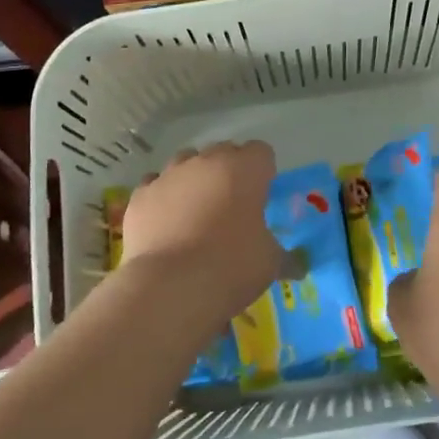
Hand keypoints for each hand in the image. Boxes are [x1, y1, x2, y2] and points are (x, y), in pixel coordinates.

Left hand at [119, 142, 281, 319]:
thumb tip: (298, 266)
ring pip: (185, 163)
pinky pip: (155, 185)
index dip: (262, 172)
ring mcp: (168, 175)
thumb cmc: (232, 266)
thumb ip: (285, 258)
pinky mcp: (140, 196)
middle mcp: (205, 162)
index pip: (261, 152)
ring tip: (196, 212)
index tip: (261, 197)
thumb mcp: (270, 263)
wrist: (171, 286)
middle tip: (232, 206)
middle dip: (228, 172)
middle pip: (222, 152)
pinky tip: (166, 222)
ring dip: (193, 179)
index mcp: (245, 169)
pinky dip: (162, 198)